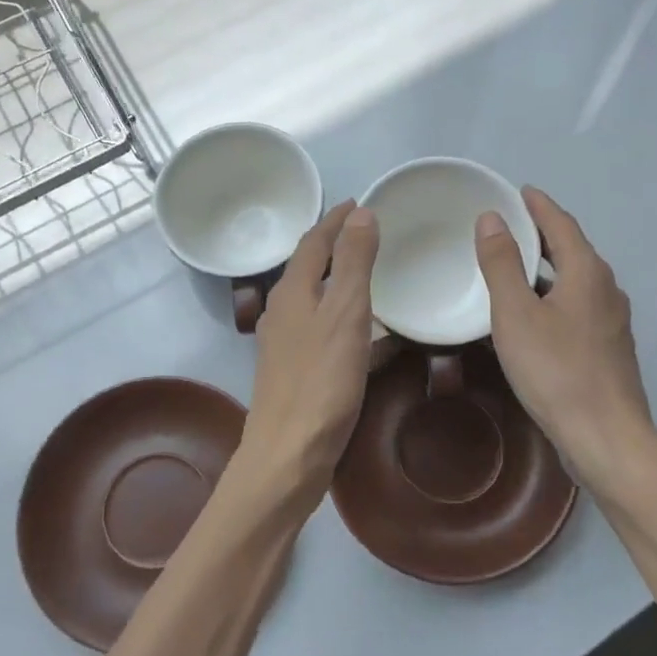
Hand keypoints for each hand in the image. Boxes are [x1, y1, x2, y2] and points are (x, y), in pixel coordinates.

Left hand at [230, 201, 379, 511]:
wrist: (289, 452)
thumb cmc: (321, 380)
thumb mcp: (345, 314)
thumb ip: (354, 263)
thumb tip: (361, 214)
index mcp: (293, 292)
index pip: (313, 241)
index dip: (336, 220)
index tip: (359, 203)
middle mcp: (284, 311)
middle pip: (310, 267)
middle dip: (336, 246)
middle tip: (368, 232)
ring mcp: (287, 344)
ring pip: (317, 299)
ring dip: (341, 282)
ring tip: (372, 274)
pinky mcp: (297, 371)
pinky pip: (325, 330)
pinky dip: (347, 319)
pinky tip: (372, 335)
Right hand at [475, 188, 656, 494]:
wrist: (606, 438)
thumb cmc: (555, 371)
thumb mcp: (515, 314)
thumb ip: (502, 264)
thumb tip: (492, 218)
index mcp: (587, 272)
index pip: (561, 224)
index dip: (538, 205)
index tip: (518, 191)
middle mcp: (606, 289)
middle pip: (572, 250)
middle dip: (541, 234)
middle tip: (508, 225)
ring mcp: (611, 322)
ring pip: (574, 281)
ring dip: (546, 268)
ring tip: (512, 267)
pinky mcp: (608, 349)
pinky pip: (576, 307)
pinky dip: (552, 297)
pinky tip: (531, 316)